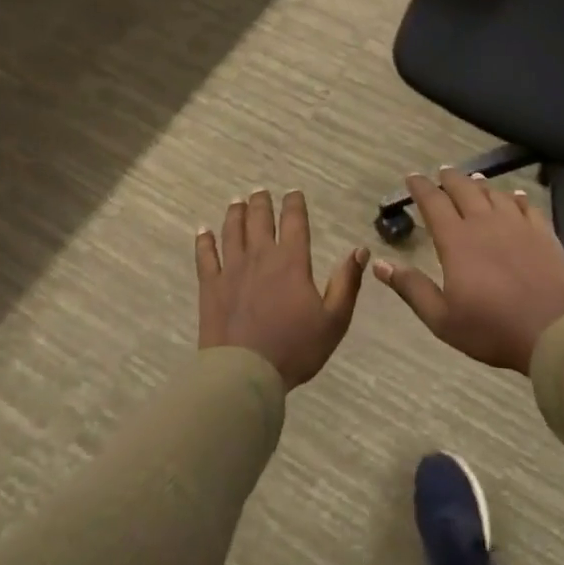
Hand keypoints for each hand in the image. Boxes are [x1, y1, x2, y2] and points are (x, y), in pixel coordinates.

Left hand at [198, 189, 368, 389]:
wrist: (245, 373)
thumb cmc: (295, 348)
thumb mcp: (334, 320)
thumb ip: (347, 283)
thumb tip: (360, 250)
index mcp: (292, 262)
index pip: (294, 222)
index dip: (294, 204)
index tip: (293, 192)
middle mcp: (260, 257)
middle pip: (259, 220)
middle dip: (261, 202)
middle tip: (260, 191)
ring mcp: (232, 270)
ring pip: (232, 231)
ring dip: (235, 213)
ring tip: (237, 201)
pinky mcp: (211, 287)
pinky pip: (205, 256)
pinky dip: (204, 240)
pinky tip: (203, 230)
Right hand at [375, 169, 563, 374]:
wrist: (554, 330)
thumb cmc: (491, 328)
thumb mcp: (441, 318)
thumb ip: (411, 288)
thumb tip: (379, 264)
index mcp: (456, 240)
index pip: (434, 203)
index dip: (421, 187)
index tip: (412, 177)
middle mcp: (485, 223)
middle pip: (464, 189)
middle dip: (449, 178)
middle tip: (441, 172)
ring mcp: (518, 225)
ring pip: (495, 194)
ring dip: (480, 185)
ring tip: (473, 180)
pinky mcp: (543, 234)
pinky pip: (527, 206)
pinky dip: (517, 197)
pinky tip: (515, 197)